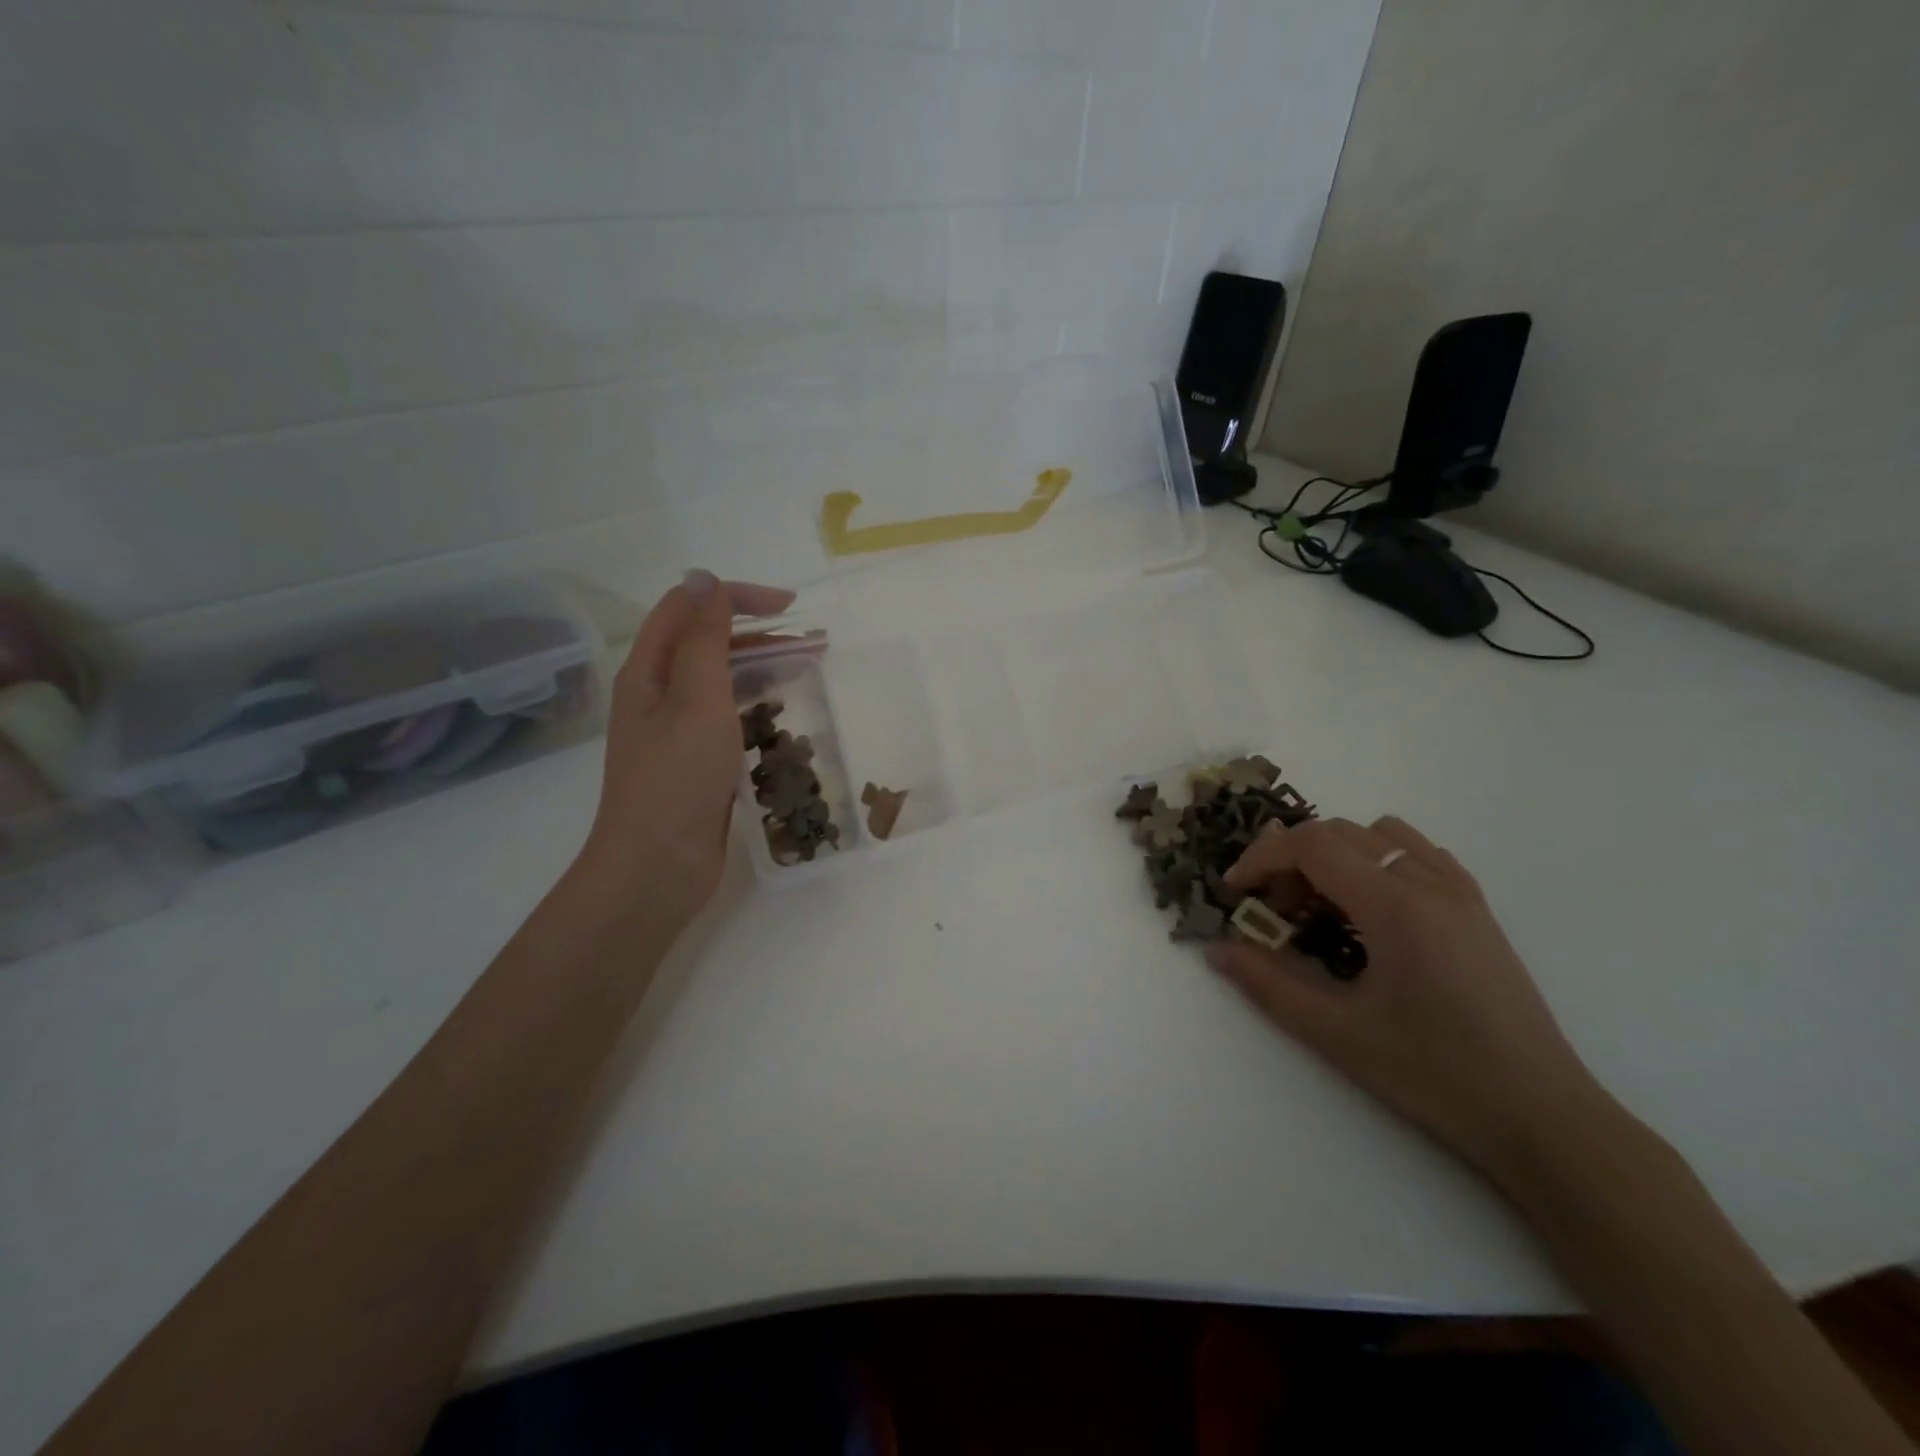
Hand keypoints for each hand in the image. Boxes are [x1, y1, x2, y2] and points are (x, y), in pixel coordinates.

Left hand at [575, 571, 793, 922]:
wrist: (657, 867)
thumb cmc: (676, 778)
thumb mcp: (695, 699)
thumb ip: (705, 638)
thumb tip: (705, 578)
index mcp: (648, 671)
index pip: (689, 608)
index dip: (736, 597)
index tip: (790, 607)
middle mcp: (659, 694)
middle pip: (708, 643)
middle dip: (759, 633)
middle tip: (814, 643)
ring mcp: (678, 730)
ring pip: (722, 681)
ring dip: (763, 668)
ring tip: (810, 670)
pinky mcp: (698, 761)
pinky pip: (730, 718)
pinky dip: (759, 706)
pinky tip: (786, 714)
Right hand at [1207, 816, 1611, 1185]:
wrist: (1544, 1119)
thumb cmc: (1435, 1076)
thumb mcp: (1337, 1034)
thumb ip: (1269, 984)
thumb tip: (1217, 950)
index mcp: (1396, 906)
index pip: (1312, 845)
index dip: (1262, 858)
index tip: (1235, 892)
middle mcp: (1430, 883)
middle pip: (1339, 832)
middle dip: (1291, 860)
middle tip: (1274, 912)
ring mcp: (1461, 893)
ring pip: (1380, 835)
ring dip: (1335, 855)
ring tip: (1323, 907)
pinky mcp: (1478, 910)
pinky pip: (1419, 853)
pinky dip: (1379, 860)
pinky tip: (1372, 910)